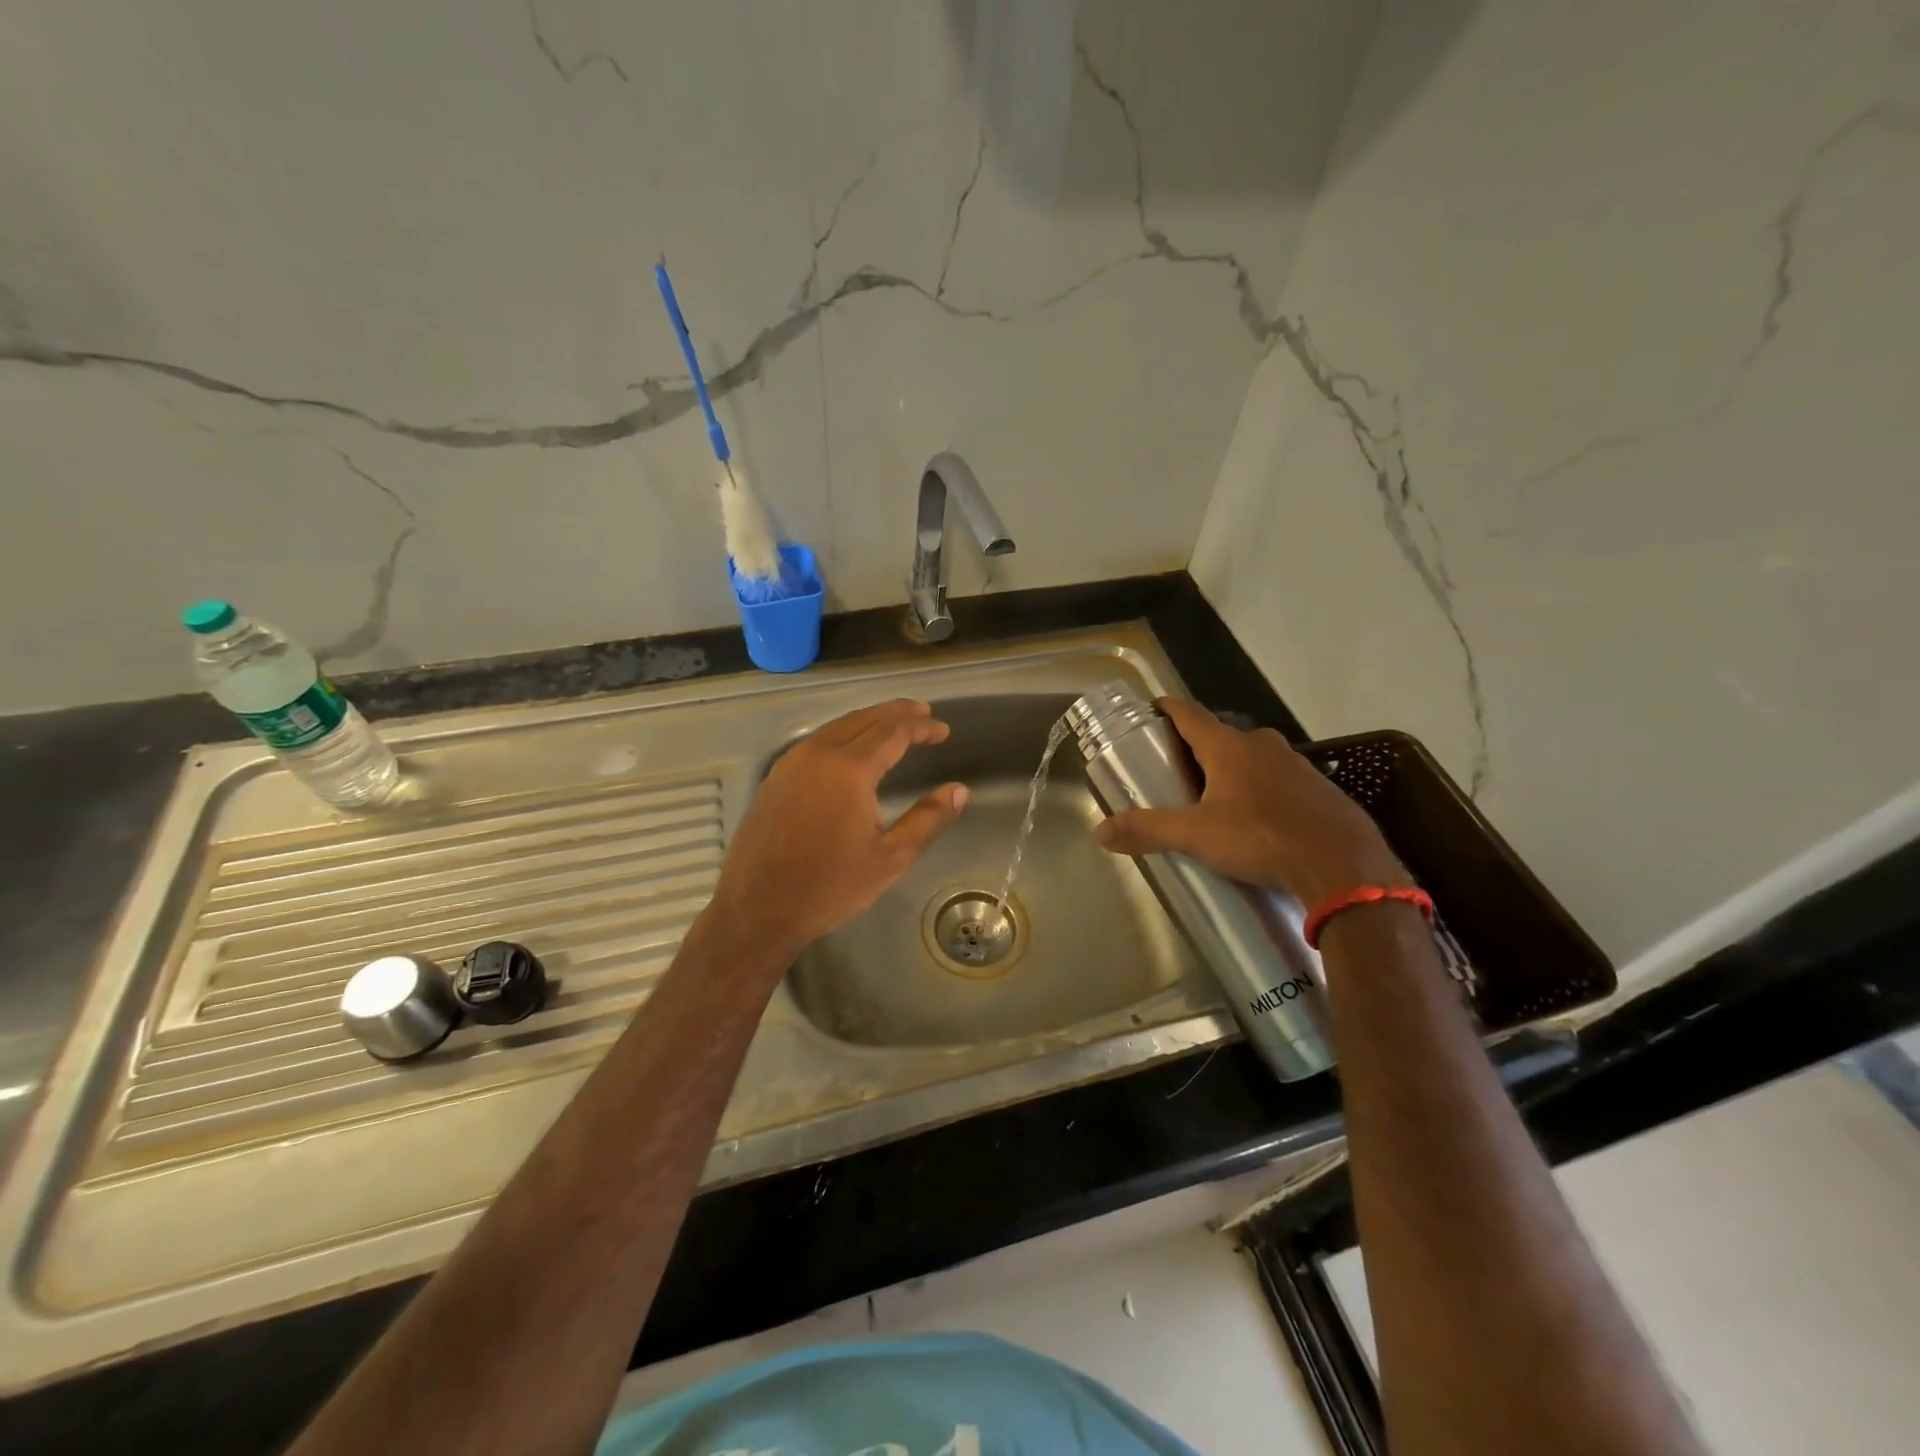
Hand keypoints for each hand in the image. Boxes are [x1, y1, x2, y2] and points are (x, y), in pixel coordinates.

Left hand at [706, 699, 967, 960]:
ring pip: (837, 727)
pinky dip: (843, 735)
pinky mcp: (775, 778)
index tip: (943, 729)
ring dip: (869, 721)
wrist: (757, 910)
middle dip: (896, 713)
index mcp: (849, 769)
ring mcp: (791, 763)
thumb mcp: (890, 858)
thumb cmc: (829, 887)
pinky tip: (851, 750)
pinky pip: (816, 742)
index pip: (893, 732)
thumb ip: (928, 820)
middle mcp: (818, 754)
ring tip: (893, 726)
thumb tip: (959, 791)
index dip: (922, 727)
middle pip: (864, 719)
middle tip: (922, 713)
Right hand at [1093, 698, 1405, 907]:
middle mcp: (1263, 745)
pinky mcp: (1319, 789)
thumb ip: (1148, 830)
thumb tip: (1100, 832)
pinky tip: (1257, 821)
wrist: (1343, 866)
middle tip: (1175, 772)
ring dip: (1231, 771)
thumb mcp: (1196, 836)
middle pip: (1220, 737)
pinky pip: (1279, 781)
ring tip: (1213, 800)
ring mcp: (1296, 765)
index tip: (1150, 711)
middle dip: (1196, 750)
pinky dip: (1261, 791)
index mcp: (1229, 747)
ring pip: (1253, 759)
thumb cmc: (1261, 839)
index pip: (1188, 713)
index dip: (1166, 709)